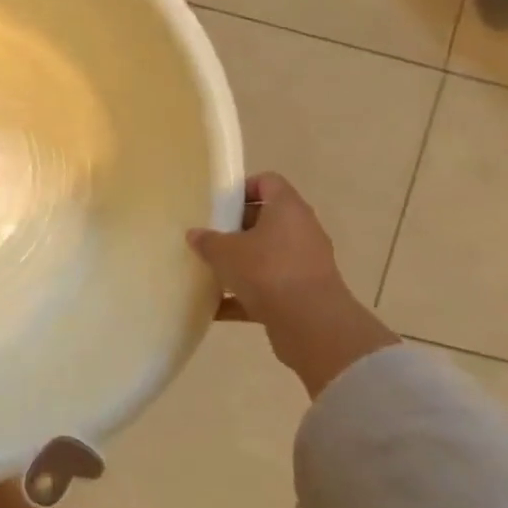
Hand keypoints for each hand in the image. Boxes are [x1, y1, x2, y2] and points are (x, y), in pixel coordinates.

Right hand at [189, 174, 351, 327]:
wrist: (311, 326)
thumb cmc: (267, 271)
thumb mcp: (225, 252)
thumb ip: (207, 241)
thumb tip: (195, 235)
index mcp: (287, 209)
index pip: (268, 182)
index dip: (243, 188)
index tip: (218, 204)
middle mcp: (301, 232)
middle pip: (266, 220)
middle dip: (235, 229)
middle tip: (209, 237)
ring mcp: (305, 264)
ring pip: (266, 255)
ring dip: (240, 263)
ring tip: (210, 269)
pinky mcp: (303, 294)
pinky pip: (268, 287)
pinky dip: (245, 295)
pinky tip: (215, 306)